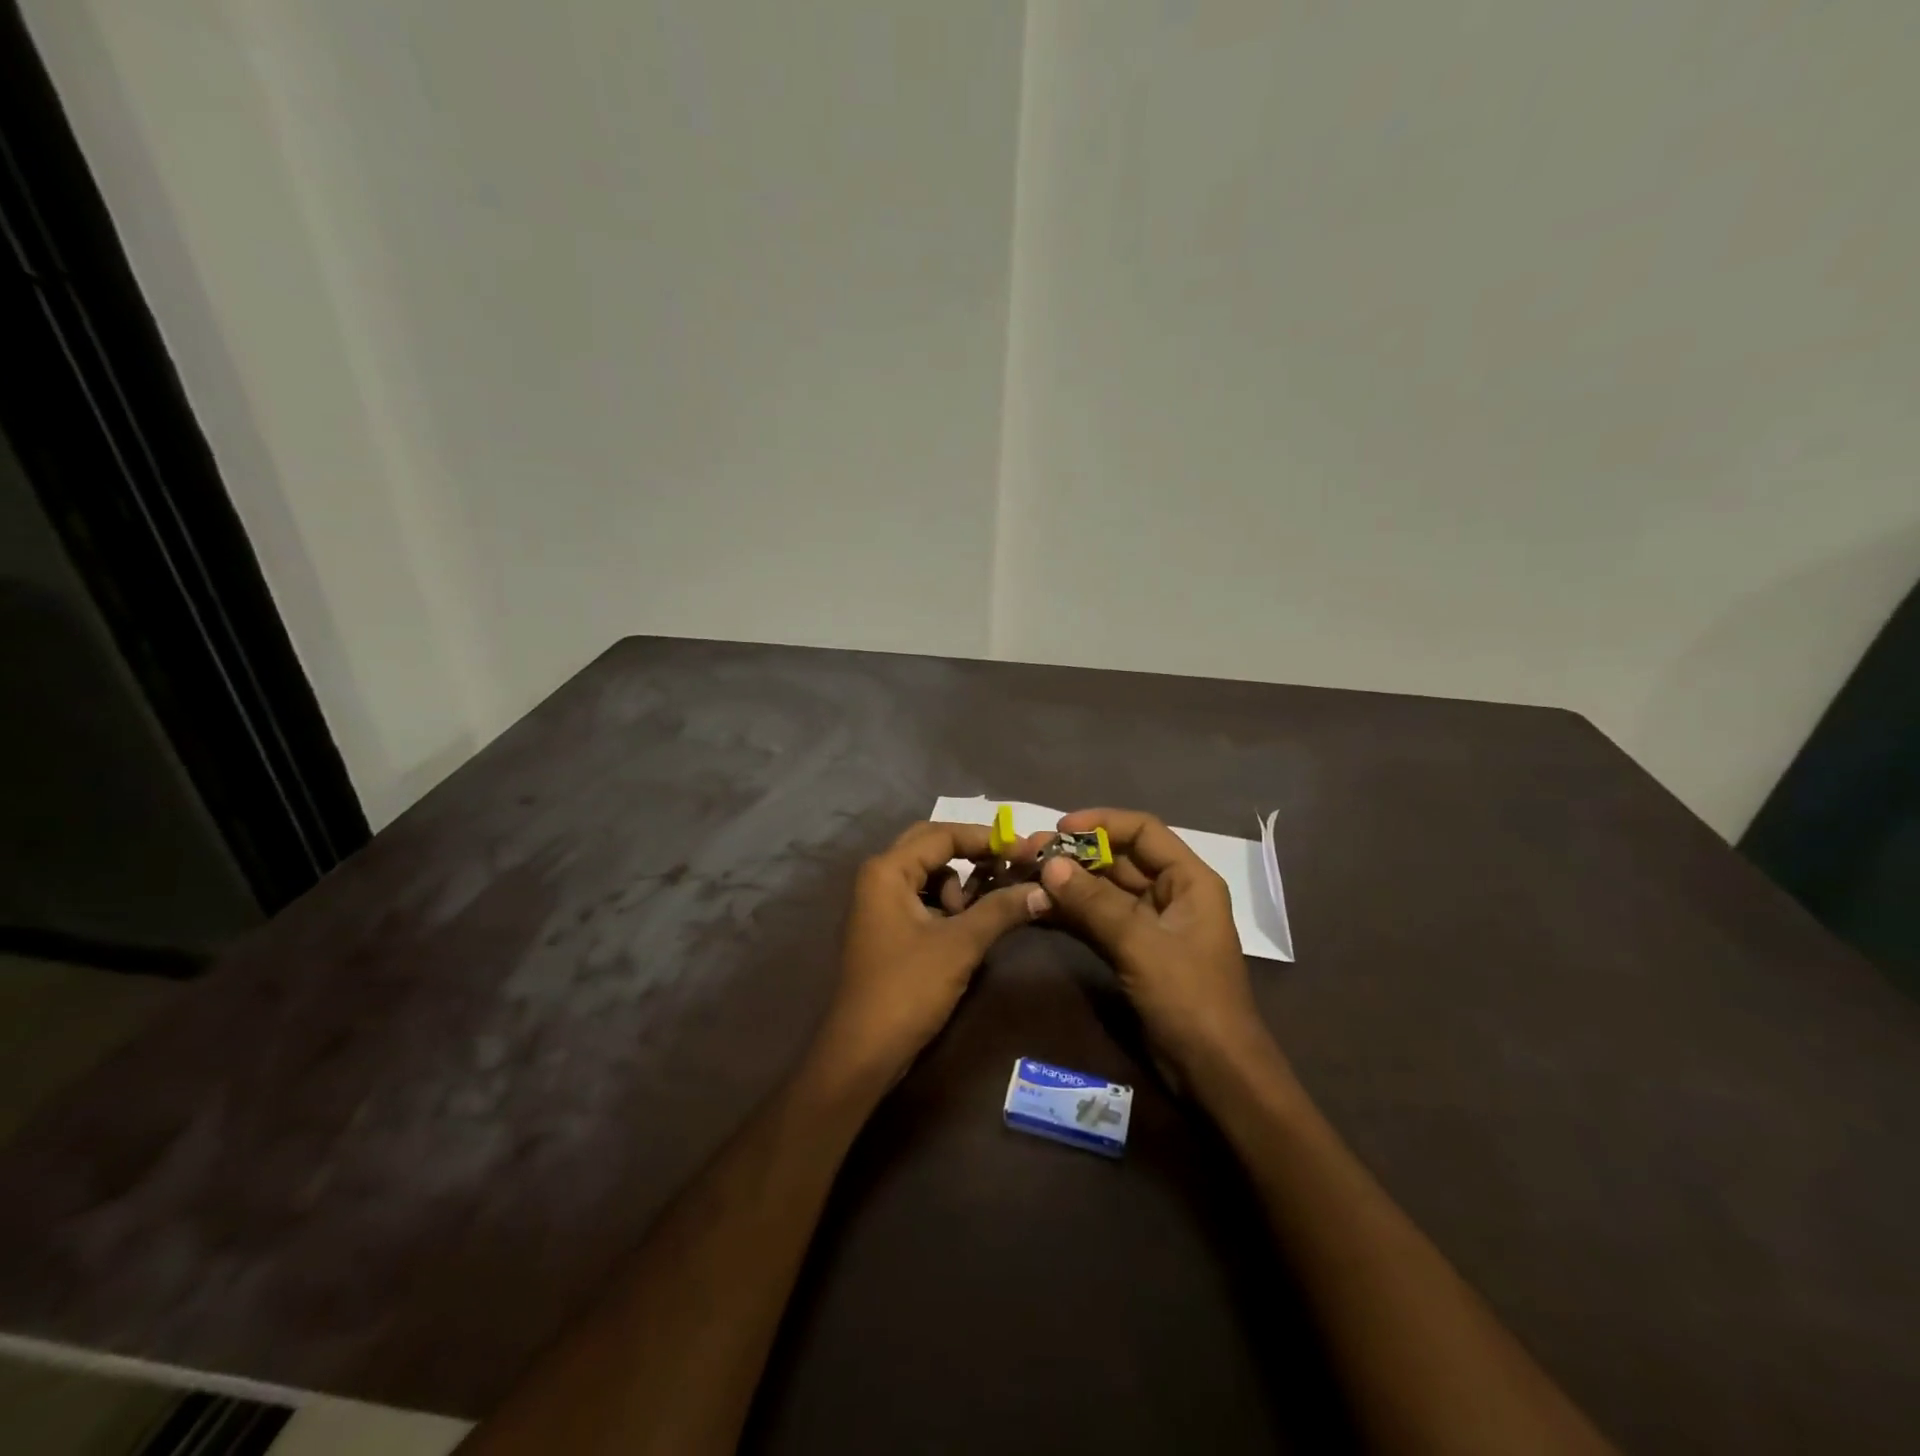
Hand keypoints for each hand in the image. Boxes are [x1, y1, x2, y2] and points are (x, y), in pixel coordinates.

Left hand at [813, 821, 1049, 1090]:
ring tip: (986, 910)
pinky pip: (924, 898)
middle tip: (1010, 866)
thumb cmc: (907, 989)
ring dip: (961, 884)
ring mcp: (880, 903)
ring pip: (929, 874)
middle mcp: (879, 876)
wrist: (862, 1052)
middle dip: (973, 854)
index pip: (944, 834)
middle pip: (933, 846)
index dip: (987, 838)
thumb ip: (1001, 910)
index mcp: (888, 870)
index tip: (1027, 849)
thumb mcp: (960, 945)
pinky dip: (949, 904)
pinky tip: (969, 925)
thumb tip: (1045, 889)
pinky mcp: (887, 927)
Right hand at [1037, 807, 1278, 1085]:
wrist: (1214, 1074)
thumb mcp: (1142, 946)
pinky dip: (1071, 913)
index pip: (1143, 831)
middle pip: (1119, 859)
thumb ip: (1095, 904)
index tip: (1058, 828)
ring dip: (1067, 883)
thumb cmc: (1190, 1000)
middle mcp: (1170, 894)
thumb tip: (1049, 864)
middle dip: (1075, 855)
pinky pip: (1097, 920)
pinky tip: (1037, 907)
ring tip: (1024, 876)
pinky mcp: (1133, 952)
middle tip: (1028, 854)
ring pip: (1103, 890)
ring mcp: (1150, 925)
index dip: (1102, 822)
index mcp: (1189, 880)